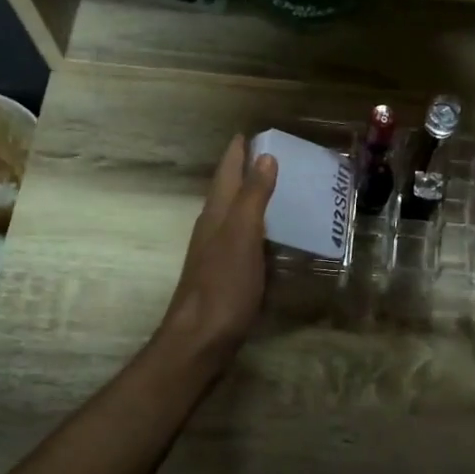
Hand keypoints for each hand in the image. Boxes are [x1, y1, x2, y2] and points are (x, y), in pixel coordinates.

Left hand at [158, 135, 276, 367]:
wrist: (199, 340)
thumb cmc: (222, 286)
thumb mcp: (241, 236)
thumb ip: (253, 197)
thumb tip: (264, 156)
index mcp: (216, 214)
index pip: (226, 173)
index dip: (236, 153)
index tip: (248, 133)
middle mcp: (212, 228)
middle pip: (227, 191)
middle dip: (244, 171)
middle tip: (270, 156)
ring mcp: (216, 253)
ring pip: (232, 214)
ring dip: (249, 198)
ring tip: (275, 188)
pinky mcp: (224, 275)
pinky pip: (242, 238)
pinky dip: (255, 227)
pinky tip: (269, 236)